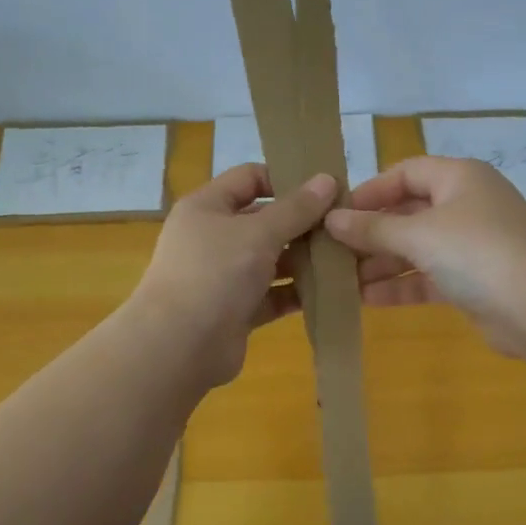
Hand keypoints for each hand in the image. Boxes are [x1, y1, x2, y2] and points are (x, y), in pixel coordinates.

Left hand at [129, 163, 335, 387]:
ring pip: (272, 260)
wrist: (179, 346)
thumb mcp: (259, 233)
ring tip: (346, 258)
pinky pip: (273, 294)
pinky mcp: (237, 310)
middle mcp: (214, 237)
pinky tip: (332, 291)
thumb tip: (327, 179)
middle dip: (303, 223)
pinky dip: (297, 292)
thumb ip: (297, 208)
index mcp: (208, 207)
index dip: (286, 178)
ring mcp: (224, 276)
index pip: (249, 178)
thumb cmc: (215, 273)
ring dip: (305, 259)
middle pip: (265, 220)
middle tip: (344, 226)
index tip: (325, 190)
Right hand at [324, 156, 525, 358]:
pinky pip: (428, 277)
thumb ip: (373, 228)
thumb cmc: (475, 251)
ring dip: (381, 263)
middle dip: (371, 233)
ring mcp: (471, 245)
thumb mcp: (418, 234)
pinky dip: (400, 285)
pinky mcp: (472, 281)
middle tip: (332, 251)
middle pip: (409, 212)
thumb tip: (332, 220)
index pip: (407, 173)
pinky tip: (365, 299)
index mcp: (460, 178)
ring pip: (417, 248)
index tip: (337, 213)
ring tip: (341, 280)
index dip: (371, 190)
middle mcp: (466, 206)